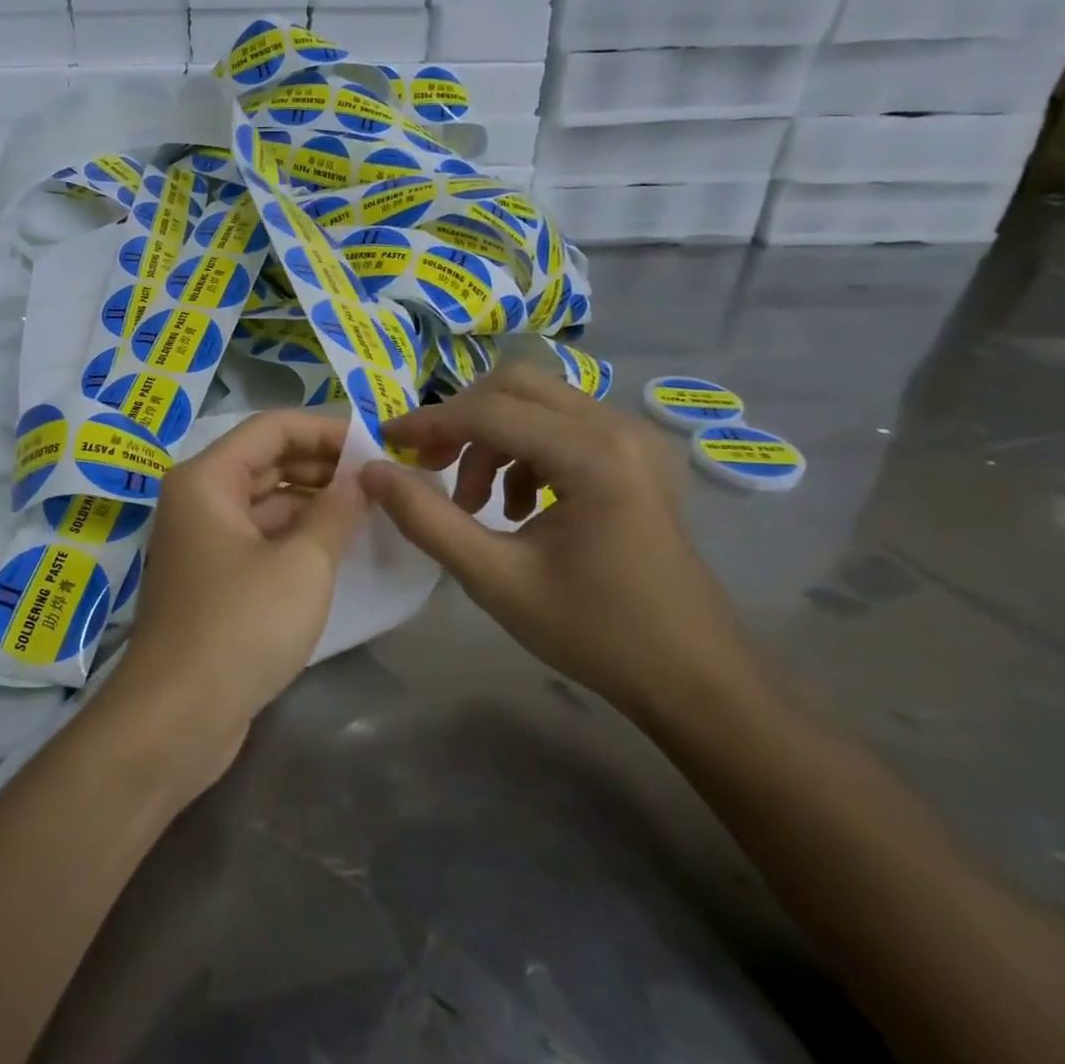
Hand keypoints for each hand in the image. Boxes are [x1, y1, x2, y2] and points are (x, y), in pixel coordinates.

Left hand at [102, 410, 369, 790]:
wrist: (176, 718)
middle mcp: (198, 500)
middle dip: (322, 465)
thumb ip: (337, 511)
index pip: (271, 428)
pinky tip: (339, 546)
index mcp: (206, 479)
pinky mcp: (214, 579)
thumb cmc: (240, 627)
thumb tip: (362, 478)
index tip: (375, 445)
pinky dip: (296, 535)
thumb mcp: (302, 564)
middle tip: (380, 478)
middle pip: (266, 461)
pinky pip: (260, 538)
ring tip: (370, 509)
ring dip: (313, 501)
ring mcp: (203, 541)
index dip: (325, 430)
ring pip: (265, 501)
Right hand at [360, 362, 747, 723]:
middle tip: (429, 467)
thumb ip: (427, 520)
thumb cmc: (594, 632)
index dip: (428, 423)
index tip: (384, 442)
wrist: (693, 677)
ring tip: (474, 501)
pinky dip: (523, 449)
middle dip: (461, 421)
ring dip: (491, 438)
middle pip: (516, 386)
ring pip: (538, 402)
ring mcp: (635, 438)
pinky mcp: (638, 456)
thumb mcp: (495, 579)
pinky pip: (563, 425)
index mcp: (593, 454)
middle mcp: (618, 428)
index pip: (489, 411)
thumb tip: (372, 472)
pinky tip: (517, 504)